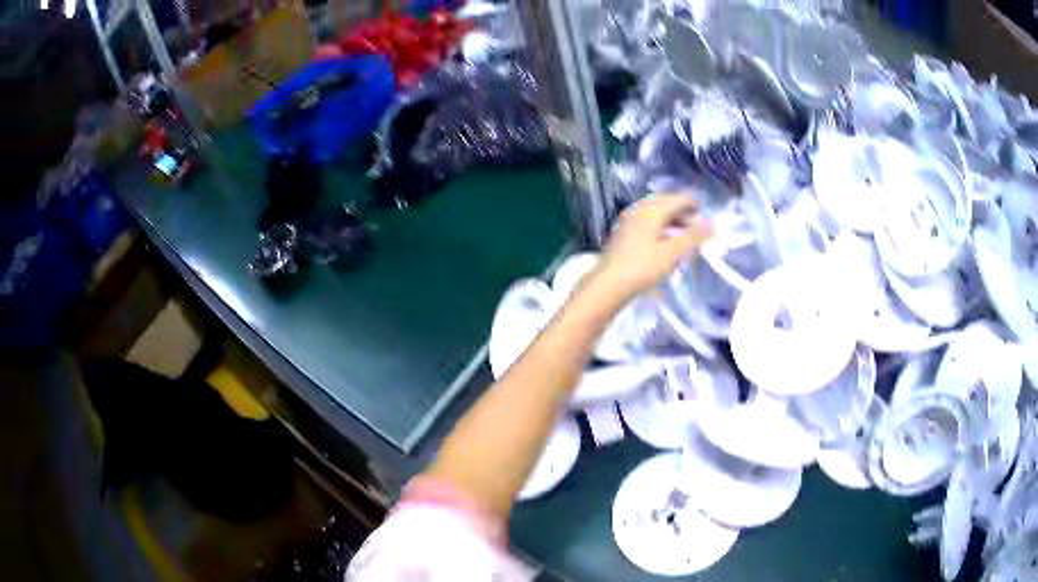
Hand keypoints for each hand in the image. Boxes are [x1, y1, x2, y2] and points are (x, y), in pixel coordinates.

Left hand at [593, 193, 710, 300]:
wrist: (608, 284)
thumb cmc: (643, 267)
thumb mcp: (673, 253)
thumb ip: (693, 237)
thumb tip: (712, 224)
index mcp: (652, 210)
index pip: (677, 199)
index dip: (693, 203)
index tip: (706, 210)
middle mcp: (639, 210)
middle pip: (665, 203)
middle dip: (682, 211)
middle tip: (696, 223)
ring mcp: (628, 221)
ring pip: (655, 213)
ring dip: (671, 219)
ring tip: (684, 233)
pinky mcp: (623, 233)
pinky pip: (647, 222)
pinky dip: (660, 226)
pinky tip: (665, 241)